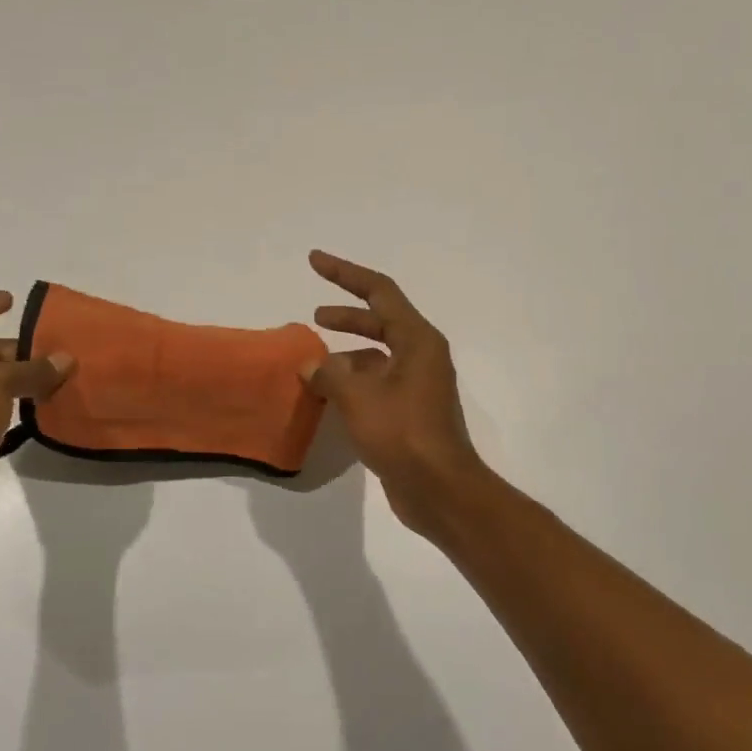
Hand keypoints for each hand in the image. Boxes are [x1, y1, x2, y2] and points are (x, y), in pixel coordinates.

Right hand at [303, 251, 491, 535]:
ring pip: (376, 357)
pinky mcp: (409, 412)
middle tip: (314, 317)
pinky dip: (352, 383)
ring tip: (313, 366)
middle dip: (345, 316)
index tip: (314, 260)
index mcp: (417, 340)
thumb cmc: (402, 433)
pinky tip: (328, 398)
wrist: (439, 489)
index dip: (344, 273)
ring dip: (346, 356)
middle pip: (379, 322)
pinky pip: (376, 384)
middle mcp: (421, 356)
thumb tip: (312, 366)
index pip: (379, 291)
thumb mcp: (358, 397)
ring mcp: (417, 386)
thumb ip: (329, 374)